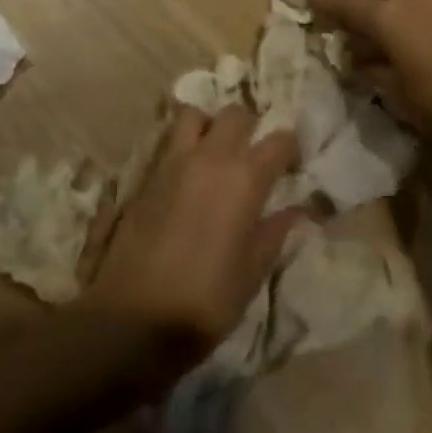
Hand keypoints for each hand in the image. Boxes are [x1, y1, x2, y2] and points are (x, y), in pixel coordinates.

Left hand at [81, 106, 304, 367]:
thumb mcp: (252, 273)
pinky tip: (188, 172)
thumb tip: (299, 211)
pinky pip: (169, 140)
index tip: (294, 165)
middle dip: (252, 127)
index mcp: (245, 178)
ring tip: (216, 151)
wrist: (132, 318)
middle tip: (255, 154)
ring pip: (196, 115)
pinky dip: (184, 143)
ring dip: (210, 126)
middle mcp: (210, 157)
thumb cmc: (205, 300)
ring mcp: (173, 161)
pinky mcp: (146, 174)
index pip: (279, 140)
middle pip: (237, 114)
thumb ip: (275, 233)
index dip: (291, 148)